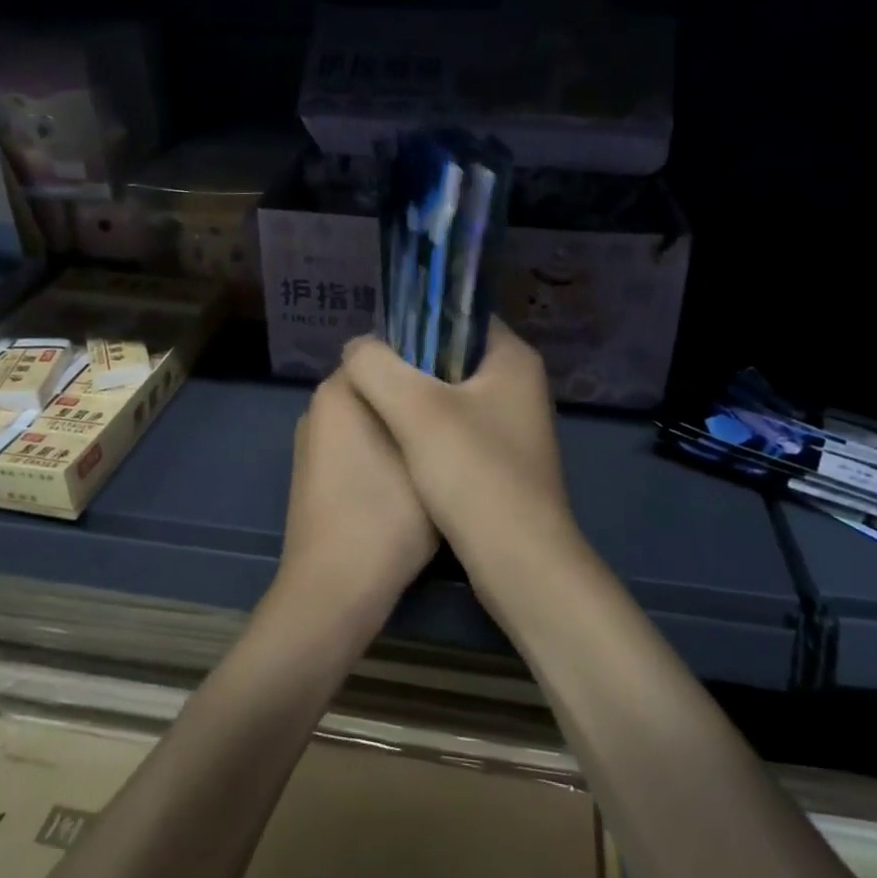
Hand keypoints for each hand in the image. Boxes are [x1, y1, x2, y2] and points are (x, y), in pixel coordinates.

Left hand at [276, 372, 438, 627]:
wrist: (333, 589)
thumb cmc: (385, 515)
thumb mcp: (427, 455)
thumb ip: (433, 411)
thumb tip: (443, 392)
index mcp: (340, 389)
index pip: (388, 350)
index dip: (428, 362)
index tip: (462, 382)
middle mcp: (319, 406)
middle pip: (379, 385)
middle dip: (414, 396)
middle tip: (457, 416)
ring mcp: (312, 442)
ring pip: (369, 417)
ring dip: (400, 427)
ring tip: (440, 447)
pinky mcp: (312, 473)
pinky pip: (354, 444)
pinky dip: (380, 451)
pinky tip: (409, 478)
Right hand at [339, 321, 579, 574]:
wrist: (519, 562)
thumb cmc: (472, 473)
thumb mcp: (414, 410)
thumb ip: (376, 367)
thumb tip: (357, 348)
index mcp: (513, 358)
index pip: (459, 315)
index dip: (415, 322)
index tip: (376, 345)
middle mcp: (519, 384)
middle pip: (452, 355)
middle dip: (408, 365)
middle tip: (367, 378)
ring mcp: (513, 424)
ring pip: (450, 395)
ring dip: (414, 400)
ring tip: (375, 408)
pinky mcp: (502, 459)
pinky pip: (456, 428)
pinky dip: (427, 431)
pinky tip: (399, 445)